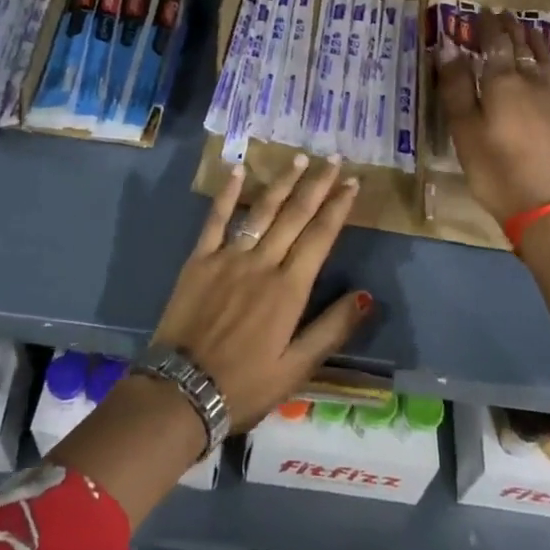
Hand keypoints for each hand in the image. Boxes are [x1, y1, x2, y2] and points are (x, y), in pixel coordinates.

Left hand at [48, 155, 369, 528]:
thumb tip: (366, 296)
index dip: (338, 208)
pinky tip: (239, 169)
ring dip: (282, 182)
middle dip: (317, 185)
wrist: (183, 390)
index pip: (320, 237)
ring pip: (261, 211)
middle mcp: (262, 263)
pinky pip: (216, 219)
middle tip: (334, 159)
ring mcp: (228, 257)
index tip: (353, 184)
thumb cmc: (245, 384)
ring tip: (299, 158)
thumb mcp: (297, 368)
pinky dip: (227, 193)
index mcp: (289, 289)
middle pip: (295, 216)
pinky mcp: (199, 259)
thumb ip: (332, 329)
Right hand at [437, 9, 549, 222]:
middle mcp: (530, 85)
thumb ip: (456, 86)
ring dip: (539, 47)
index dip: (488, 27)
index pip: (495, 45)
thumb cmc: (494, 168)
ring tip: (534, 31)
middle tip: (507, 14)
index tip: (484, 11)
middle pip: (521, 50)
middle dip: (512, 30)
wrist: (546, 205)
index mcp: (501, 83)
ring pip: (547, 66)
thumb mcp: (464, 128)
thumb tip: (448, 46)